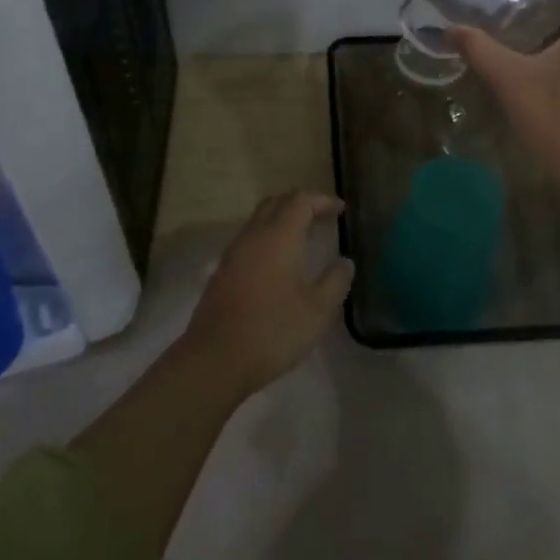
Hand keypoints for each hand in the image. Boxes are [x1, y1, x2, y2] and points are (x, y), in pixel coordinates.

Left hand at [181, 191, 352, 396]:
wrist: (214, 359)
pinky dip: (267, 240)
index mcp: (279, 236)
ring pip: (259, 221)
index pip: (300, 200)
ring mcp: (233, 253)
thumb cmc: (273, 330)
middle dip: (301, 205)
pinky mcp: (222, 272)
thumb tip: (345, 261)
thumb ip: (335, 281)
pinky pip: (249, 241)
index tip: (340, 210)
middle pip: (276, 203)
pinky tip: (278, 264)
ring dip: (282, 221)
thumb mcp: (317, 311)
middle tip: (322, 219)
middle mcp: (253, 235)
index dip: (322, 200)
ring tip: (303, 239)